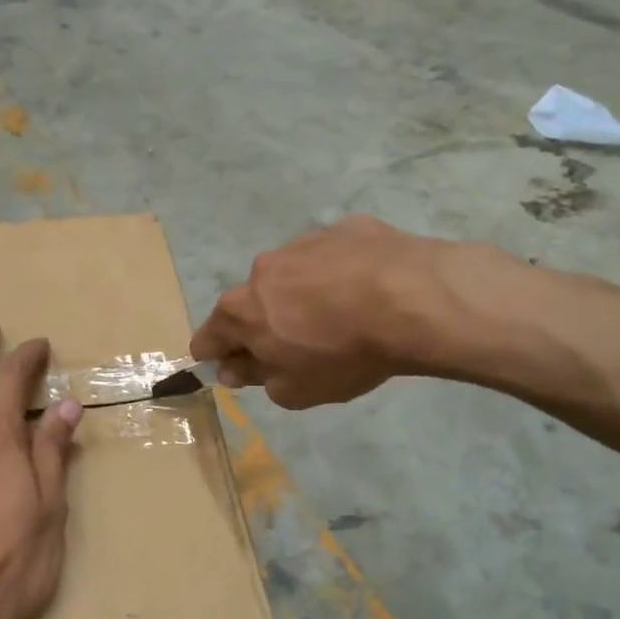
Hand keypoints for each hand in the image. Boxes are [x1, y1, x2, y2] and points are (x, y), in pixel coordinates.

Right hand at [192, 216, 519, 408]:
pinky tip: (370, 291)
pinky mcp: (345, 228)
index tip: (235, 369)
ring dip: (304, 295)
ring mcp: (304, 243)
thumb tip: (234, 369)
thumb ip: (257, 379)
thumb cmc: (343, 354)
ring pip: (292, 275)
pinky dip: (341, 274)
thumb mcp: (295, 390)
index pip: (207, 338)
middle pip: (252, 302)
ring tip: (344, 316)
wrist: (412, 300)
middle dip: (265, 324)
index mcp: (241, 310)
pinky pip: (333, 257)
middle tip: (300, 347)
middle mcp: (262, 270)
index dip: (216, 357)